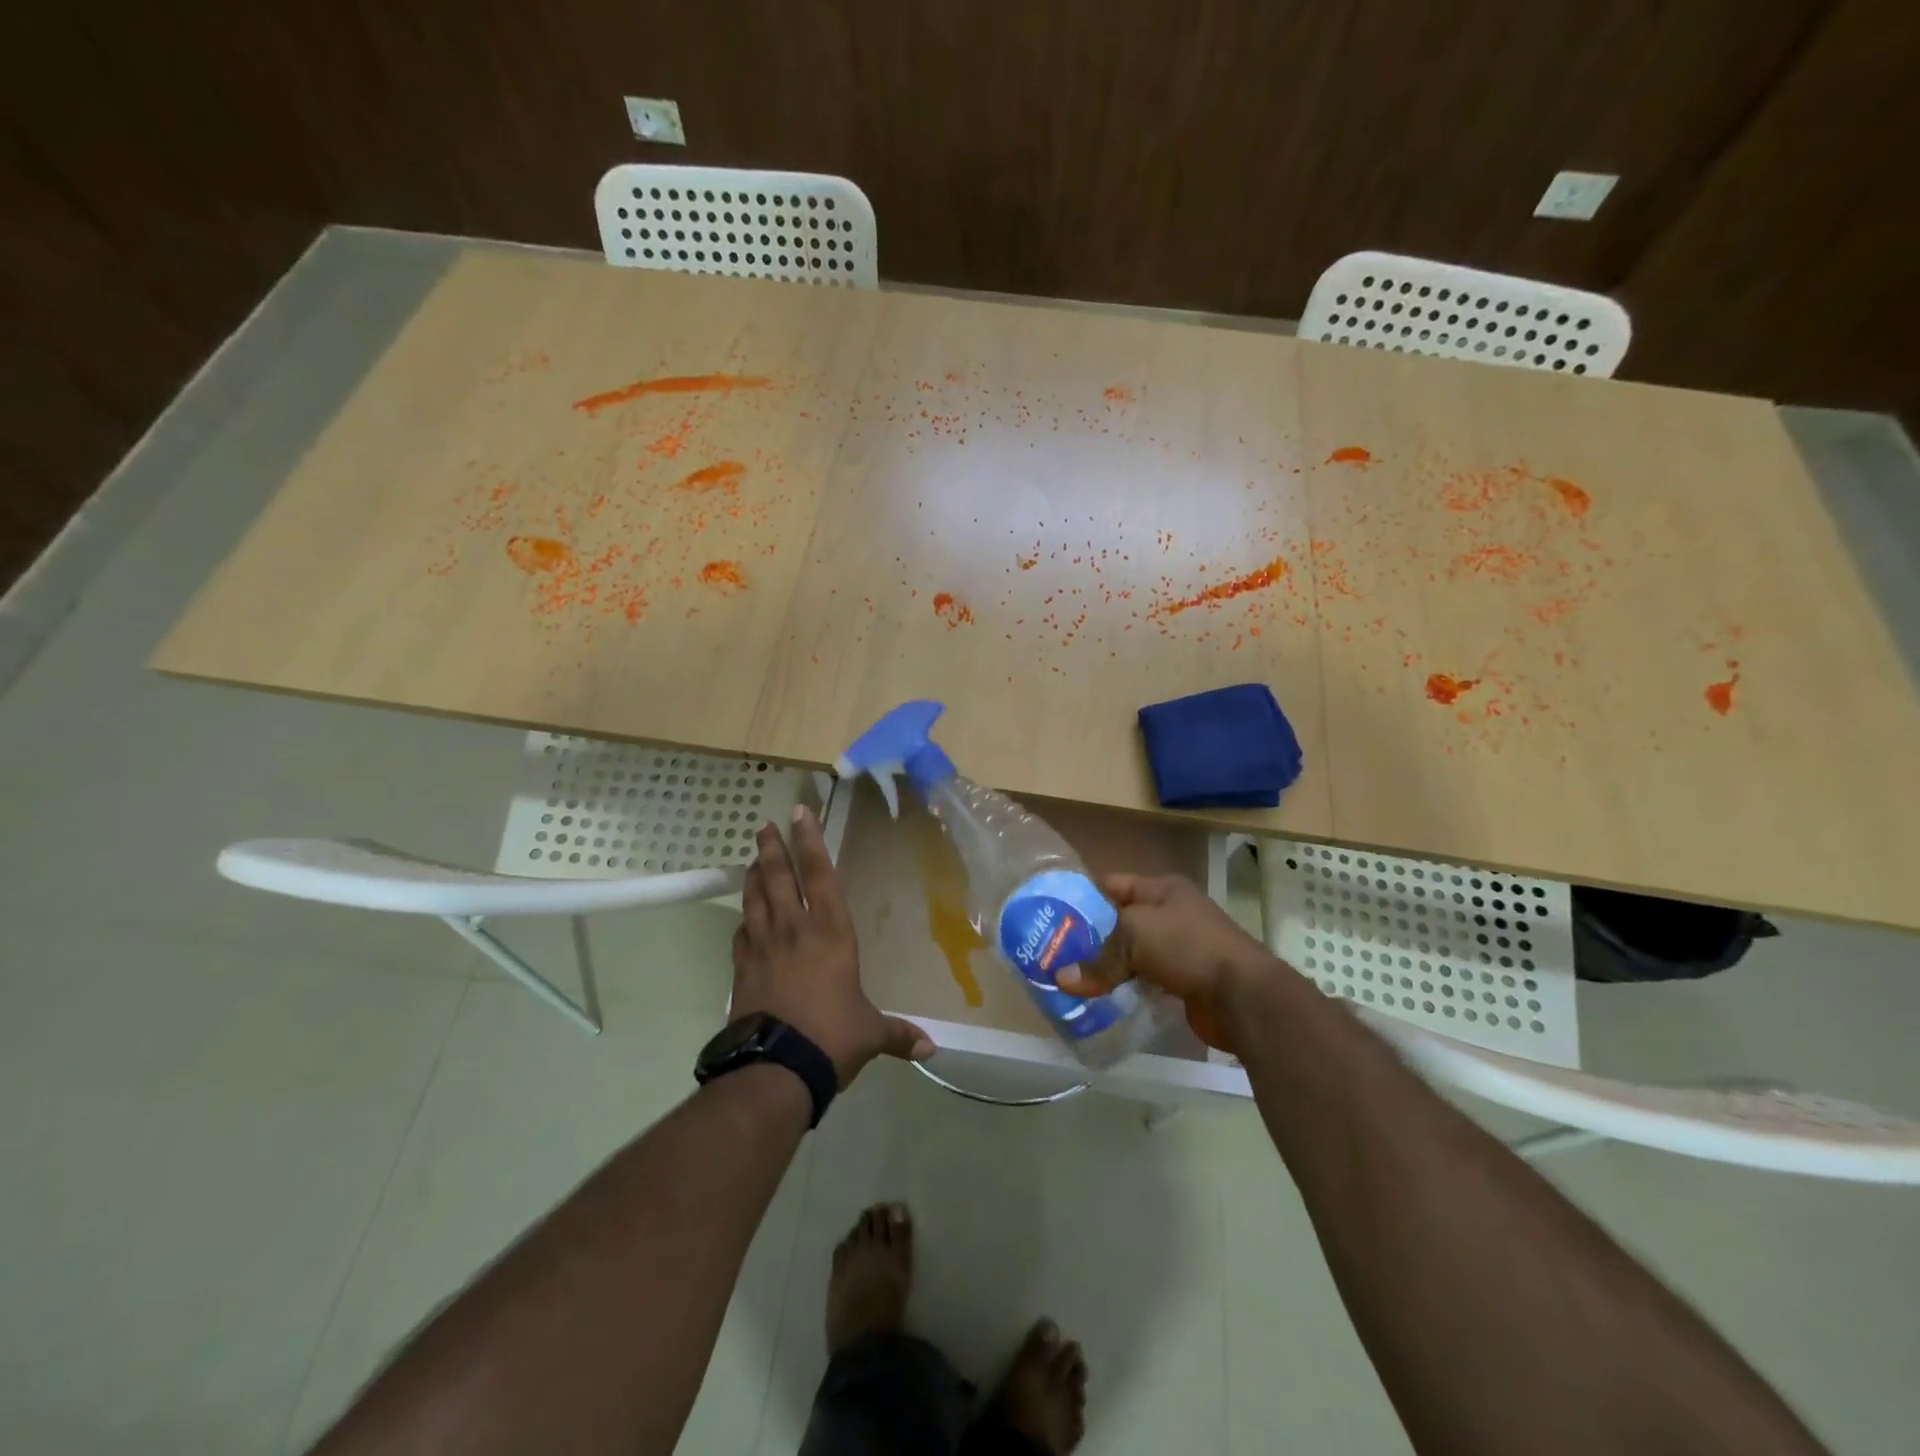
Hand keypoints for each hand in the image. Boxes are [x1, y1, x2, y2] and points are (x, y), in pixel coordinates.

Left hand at [730, 805, 933, 1085]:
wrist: (775, 1069)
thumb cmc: (832, 1038)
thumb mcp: (871, 1033)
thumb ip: (898, 1035)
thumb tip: (931, 1050)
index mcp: (831, 933)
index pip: (820, 875)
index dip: (811, 842)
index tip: (800, 814)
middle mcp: (794, 930)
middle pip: (778, 877)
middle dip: (773, 848)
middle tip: (766, 826)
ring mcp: (763, 948)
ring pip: (754, 899)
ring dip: (753, 875)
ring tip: (753, 858)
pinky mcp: (742, 970)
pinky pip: (741, 935)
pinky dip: (743, 920)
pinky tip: (744, 919)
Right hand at [1057, 873, 1274, 1052]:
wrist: (1243, 996)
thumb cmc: (1187, 946)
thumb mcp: (1134, 937)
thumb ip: (1097, 959)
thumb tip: (1060, 980)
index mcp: (1162, 889)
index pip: (1113, 884)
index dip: (1083, 896)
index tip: (1051, 914)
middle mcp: (1172, 914)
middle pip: (1121, 922)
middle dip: (1091, 938)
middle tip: (1055, 953)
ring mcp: (1180, 949)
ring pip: (1132, 955)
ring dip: (1107, 968)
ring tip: (1070, 979)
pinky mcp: (1184, 982)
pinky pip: (1145, 982)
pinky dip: (1125, 989)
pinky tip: (1101, 1000)